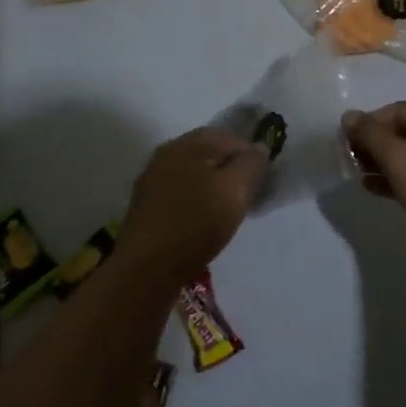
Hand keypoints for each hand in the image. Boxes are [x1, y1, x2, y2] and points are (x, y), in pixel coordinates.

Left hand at [116, 128, 267, 286]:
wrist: (146, 269)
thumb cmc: (196, 223)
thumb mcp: (236, 190)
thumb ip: (252, 163)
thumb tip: (259, 147)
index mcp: (188, 143)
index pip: (230, 138)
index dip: (250, 156)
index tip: (260, 181)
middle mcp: (166, 153)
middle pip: (208, 153)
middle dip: (229, 169)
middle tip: (244, 195)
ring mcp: (151, 180)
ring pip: (192, 173)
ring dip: (211, 185)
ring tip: (224, 210)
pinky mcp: (145, 205)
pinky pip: (179, 192)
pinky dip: (194, 200)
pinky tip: (200, 220)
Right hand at [342, 102, 405, 259]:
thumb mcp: (398, 159)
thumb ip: (370, 135)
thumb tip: (348, 115)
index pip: (399, 111)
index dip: (369, 125)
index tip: (345, 142)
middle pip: (405, 130)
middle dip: (375, 145)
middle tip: (350, 160)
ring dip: (383, 162)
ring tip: (357, 174)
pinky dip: (398, 176)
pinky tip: (372, 187)